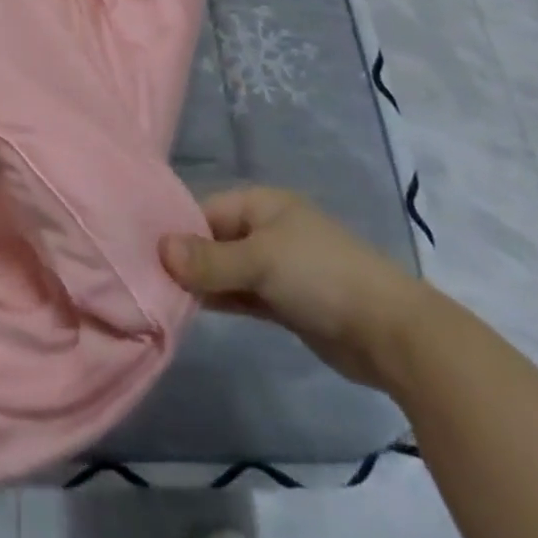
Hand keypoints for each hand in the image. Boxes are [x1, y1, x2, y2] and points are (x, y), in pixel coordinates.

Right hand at [160, 187, 432, 390]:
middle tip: (147, 279)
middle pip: (215, 239)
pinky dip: (222, 300)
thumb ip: (209, 259)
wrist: (392, 334)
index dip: (178, 230)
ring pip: (228, 269)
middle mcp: (267, 229)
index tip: (144, 252)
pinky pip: (243, 294)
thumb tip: (158, 248)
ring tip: (162, 296)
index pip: (206, 209)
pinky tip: (194, 310)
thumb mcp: (260, 261)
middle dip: (186, 259)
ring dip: (203, 283)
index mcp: (262, 204)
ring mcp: (278, 266)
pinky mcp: (286, 301)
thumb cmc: (321, 277)